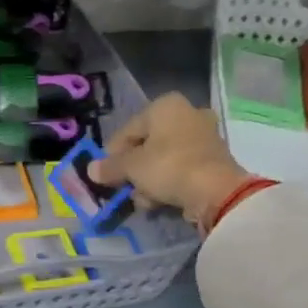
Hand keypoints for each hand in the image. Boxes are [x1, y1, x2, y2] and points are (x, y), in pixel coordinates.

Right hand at [89, 94, 250, 227]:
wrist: (216, 191)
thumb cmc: (168, 167)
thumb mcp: (131, 167)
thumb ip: (110, 167)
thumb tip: (91, 169)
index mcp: (165, 106)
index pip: (128, 130)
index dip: (113, 154)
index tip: (105, 175)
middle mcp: (187, 113)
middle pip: (147, 144)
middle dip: (134, 169)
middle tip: (124, 188)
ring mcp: (204, 136)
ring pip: (164, 158)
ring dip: (149, 180)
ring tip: (143, 200)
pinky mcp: (214, 159)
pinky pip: (181, 168)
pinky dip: (169, 183)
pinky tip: (160, 201)